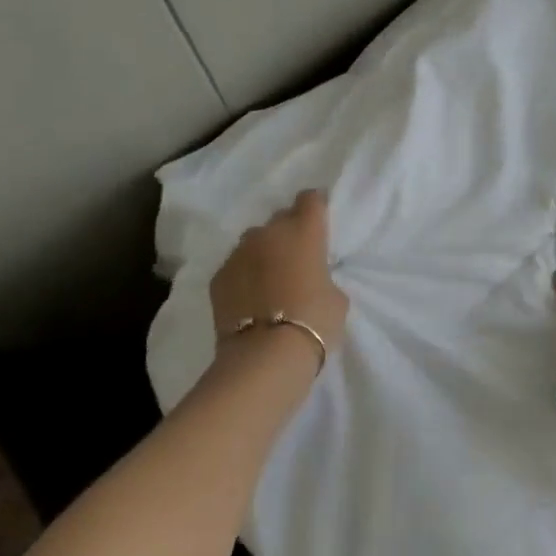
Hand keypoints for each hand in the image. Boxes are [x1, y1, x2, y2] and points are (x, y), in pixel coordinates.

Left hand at [208, 190, 349, 355]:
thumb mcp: (336, 297)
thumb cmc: (314, 321)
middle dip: (288, 232)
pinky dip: (243, 276)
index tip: (319, 222)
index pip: (310, 199)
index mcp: (303, 230)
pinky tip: (249, 298)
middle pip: (280, 219)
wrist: (265, 356)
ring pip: (254, 242)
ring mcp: (239, 253)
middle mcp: (268, 233)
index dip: (316, 207)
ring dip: (263, 253)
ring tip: (269, 279)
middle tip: (296, 258)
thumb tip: (311, 277)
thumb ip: (324, 276)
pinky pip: (235, 267)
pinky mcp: (218, 277)